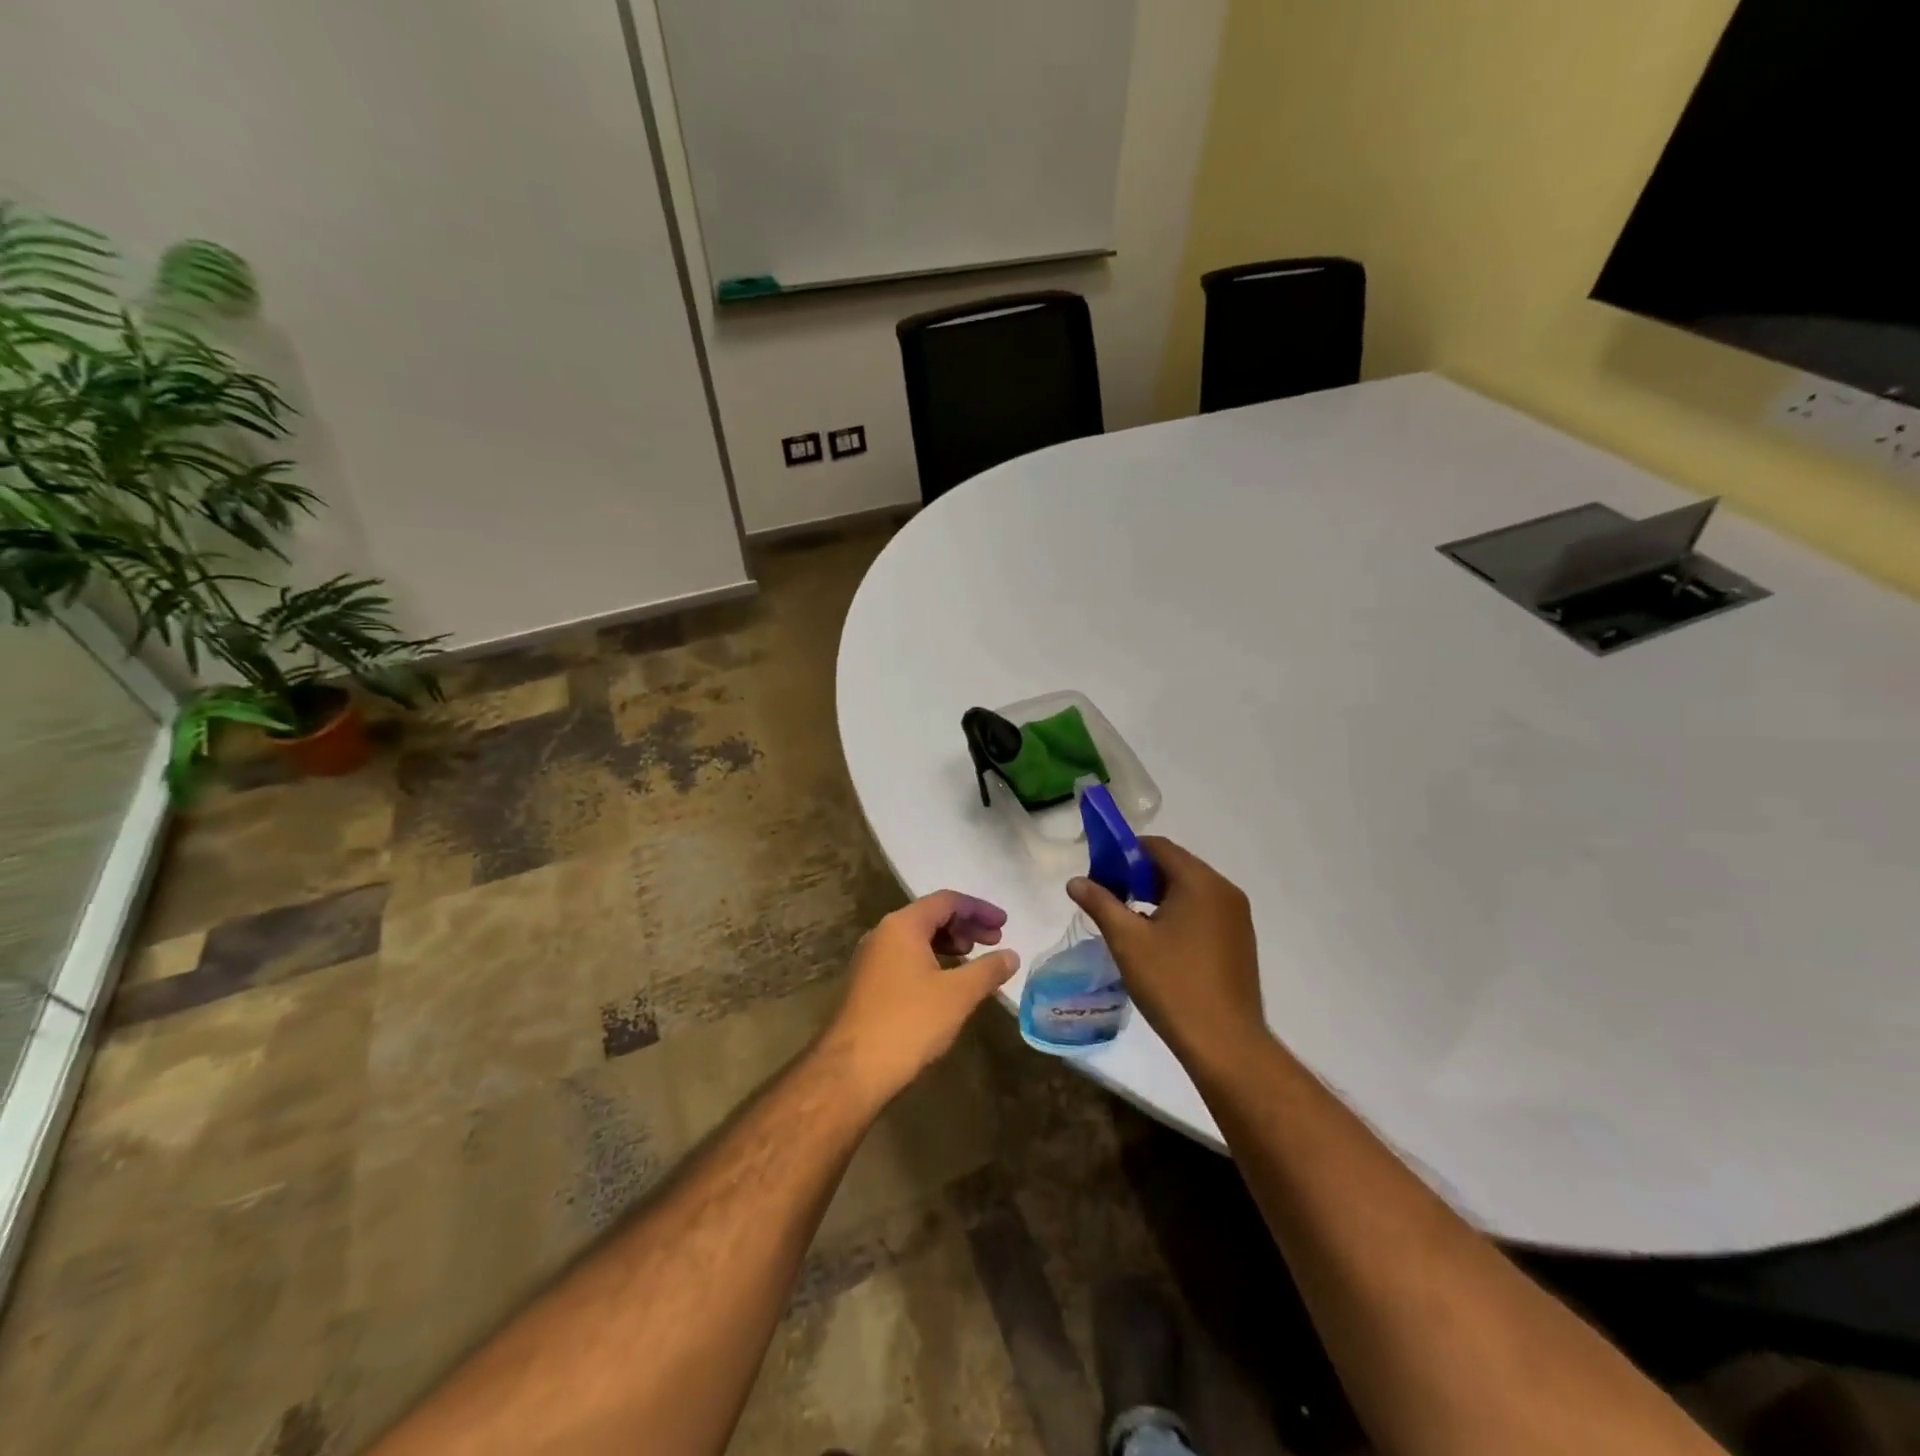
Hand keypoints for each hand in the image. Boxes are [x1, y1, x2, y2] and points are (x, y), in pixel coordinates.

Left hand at [818, 891, 1019, 1106]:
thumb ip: (988, 970)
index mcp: (902, 925)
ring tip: (973, 960)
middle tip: (994, 941)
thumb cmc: (909, 1022)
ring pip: (916, 938)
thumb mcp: (958, 994)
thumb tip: (1011, 955)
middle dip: (965, 925)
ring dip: (948, 943)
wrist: (852, 1069)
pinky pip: (905, 958)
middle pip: (930, 916)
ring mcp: (871, 959)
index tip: (1005, 924)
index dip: (979, 909)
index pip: (946, 901)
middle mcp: (883, 934)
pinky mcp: (867, 984)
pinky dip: (931, 960)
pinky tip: (946, 984)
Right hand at [1067, 837, 1265, 1067]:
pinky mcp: (1240, 940)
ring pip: (1190, 889)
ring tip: (1129, 919)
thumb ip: (1100, 903)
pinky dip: (1179, 913)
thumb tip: (1075, 881)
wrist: (1225, 1043)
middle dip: (1139, 875)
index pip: (1158, 847)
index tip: (1100, 872)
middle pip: (1175, 865)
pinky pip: (1204, 910)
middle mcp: (1224, 891)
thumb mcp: (1127, 941)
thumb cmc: (1172, 984)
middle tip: (1109, 896)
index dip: (1124, 852)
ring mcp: (1237, 917)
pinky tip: (1158, 940)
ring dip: (1158, 895)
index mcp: (1200, 882)